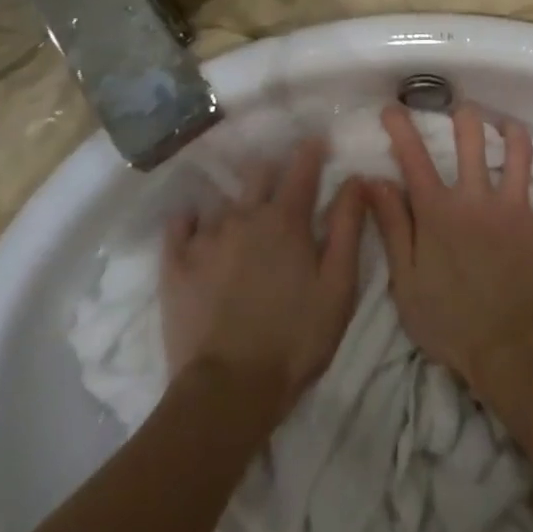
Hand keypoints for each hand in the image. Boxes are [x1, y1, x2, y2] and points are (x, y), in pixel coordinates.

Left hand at [161, 140, 363, 414]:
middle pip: (259, 173)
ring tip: (241, 215)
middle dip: (273, 171)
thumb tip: (356, 180)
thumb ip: (348, 228)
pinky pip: (180, 224)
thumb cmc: (295, 339)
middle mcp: (245, 215)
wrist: (227, 391)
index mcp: (286, 220)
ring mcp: (205, 237)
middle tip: (280, 184)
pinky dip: (191, 221)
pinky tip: (196, 228)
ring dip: (237, 201)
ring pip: (223, 200)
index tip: (317, 140)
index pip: (302, 168)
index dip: (311, 151)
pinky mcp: (175, 262)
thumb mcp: (338, 287)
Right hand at [365, 104, 532, 394]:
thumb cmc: (451, 324)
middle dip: (466, 116)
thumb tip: (374, 182)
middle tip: (464, 113)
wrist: (513, 353)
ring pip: (519, 150)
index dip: (401, 127)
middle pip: (471, 137)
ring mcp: (517, 207)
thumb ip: (393, 228)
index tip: (393, 108)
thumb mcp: (407, 282)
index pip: (413, 157)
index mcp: (438, 211)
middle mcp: (476, 198)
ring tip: (509, 128)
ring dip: (513, 132)